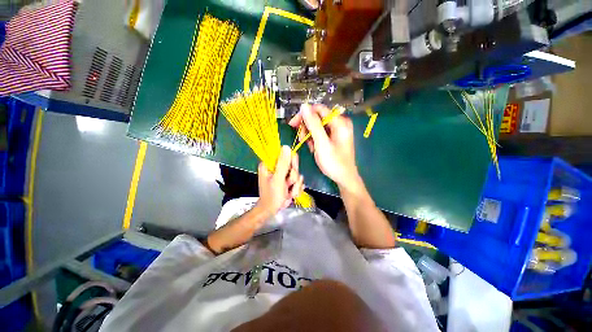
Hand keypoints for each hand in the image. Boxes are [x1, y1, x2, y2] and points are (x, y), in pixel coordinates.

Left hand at [256, 146, 303, 215]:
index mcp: (270, 164)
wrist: (272, 211)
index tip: (291, 170)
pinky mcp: (289, 182)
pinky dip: (296, 188)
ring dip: (295, 185)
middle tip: (288, 183)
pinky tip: (291, 194)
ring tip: (288, 192)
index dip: (291, 161)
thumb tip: (286, 147)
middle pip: (293, 164)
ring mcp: (284, 175)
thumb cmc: (272, 195)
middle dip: (293, 176)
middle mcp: (277, 167)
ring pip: (297, 173)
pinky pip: (299, 181)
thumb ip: (283, 164)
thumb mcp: (278, 179)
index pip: (284, 154)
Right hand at [289, 104, 359, 189]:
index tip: (293, 124)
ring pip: (318, 126)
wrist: (344, 178)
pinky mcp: (334, 137)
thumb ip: (313, 124)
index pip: (318, 109)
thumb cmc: (334, 162)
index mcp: (340, 122)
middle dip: (307, 127)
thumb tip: (303, 106)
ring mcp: (337, 130)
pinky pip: (321, 133)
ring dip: (310, 135)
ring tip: (310, 147)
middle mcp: (340, 123)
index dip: (304, 115)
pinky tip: (314, 148)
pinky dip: (315, 139)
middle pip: (318, 117)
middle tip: (301, 139)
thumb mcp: (322, 143)